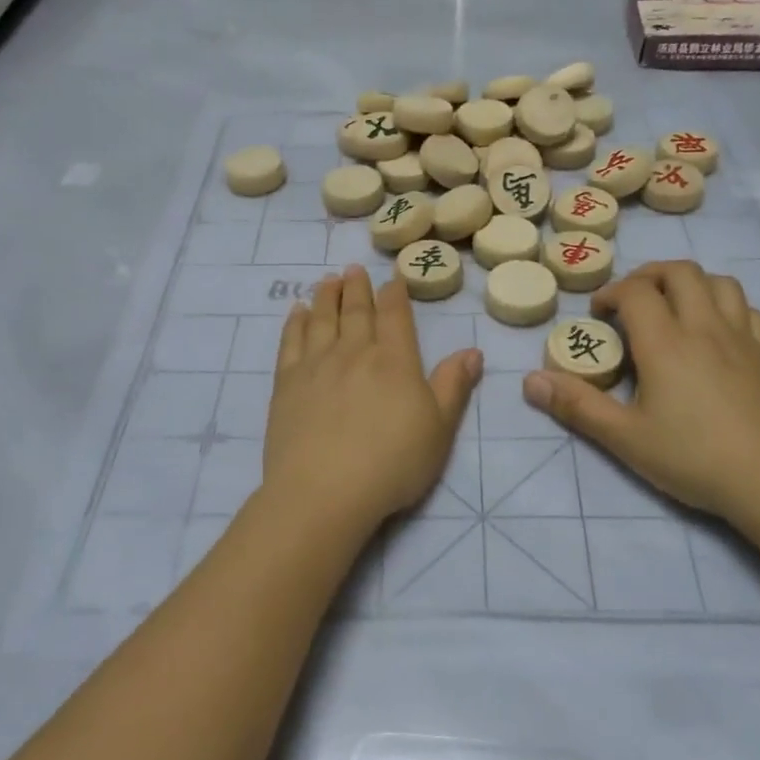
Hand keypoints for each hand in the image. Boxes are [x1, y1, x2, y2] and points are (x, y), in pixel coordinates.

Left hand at [265, 266, 482, 531]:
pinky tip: (297, 312)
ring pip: (321, 318)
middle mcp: (354, 352)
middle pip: (355, 310)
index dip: (394, 294)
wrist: (324, 491)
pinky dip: (295, 322)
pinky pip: (291, 341)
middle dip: (357, 287)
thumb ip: (454, 386)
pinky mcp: (286, 383)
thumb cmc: (392, 463)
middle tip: (353, 269)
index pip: (395, 315)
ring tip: (328, 280)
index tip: (390, 279)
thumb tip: (473, 350)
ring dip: (326, 295)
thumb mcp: (439, 429)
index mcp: (394, 360)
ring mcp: (316, 365)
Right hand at [523, 261, 759, 532]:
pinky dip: (727, 307)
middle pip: (680, 272)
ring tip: (673, 307)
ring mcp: (743, 339)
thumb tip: (530, 381)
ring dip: (690, 283)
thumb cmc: (694, 459)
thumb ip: (577, 406)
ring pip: (720, 283)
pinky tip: (717, 331)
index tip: (598, 315)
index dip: (611, 293)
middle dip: (649, 275)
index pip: (636, 291)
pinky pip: (750, 311)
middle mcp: (705, 328)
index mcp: (666, 343)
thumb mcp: (625, 438)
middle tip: (631, 301)